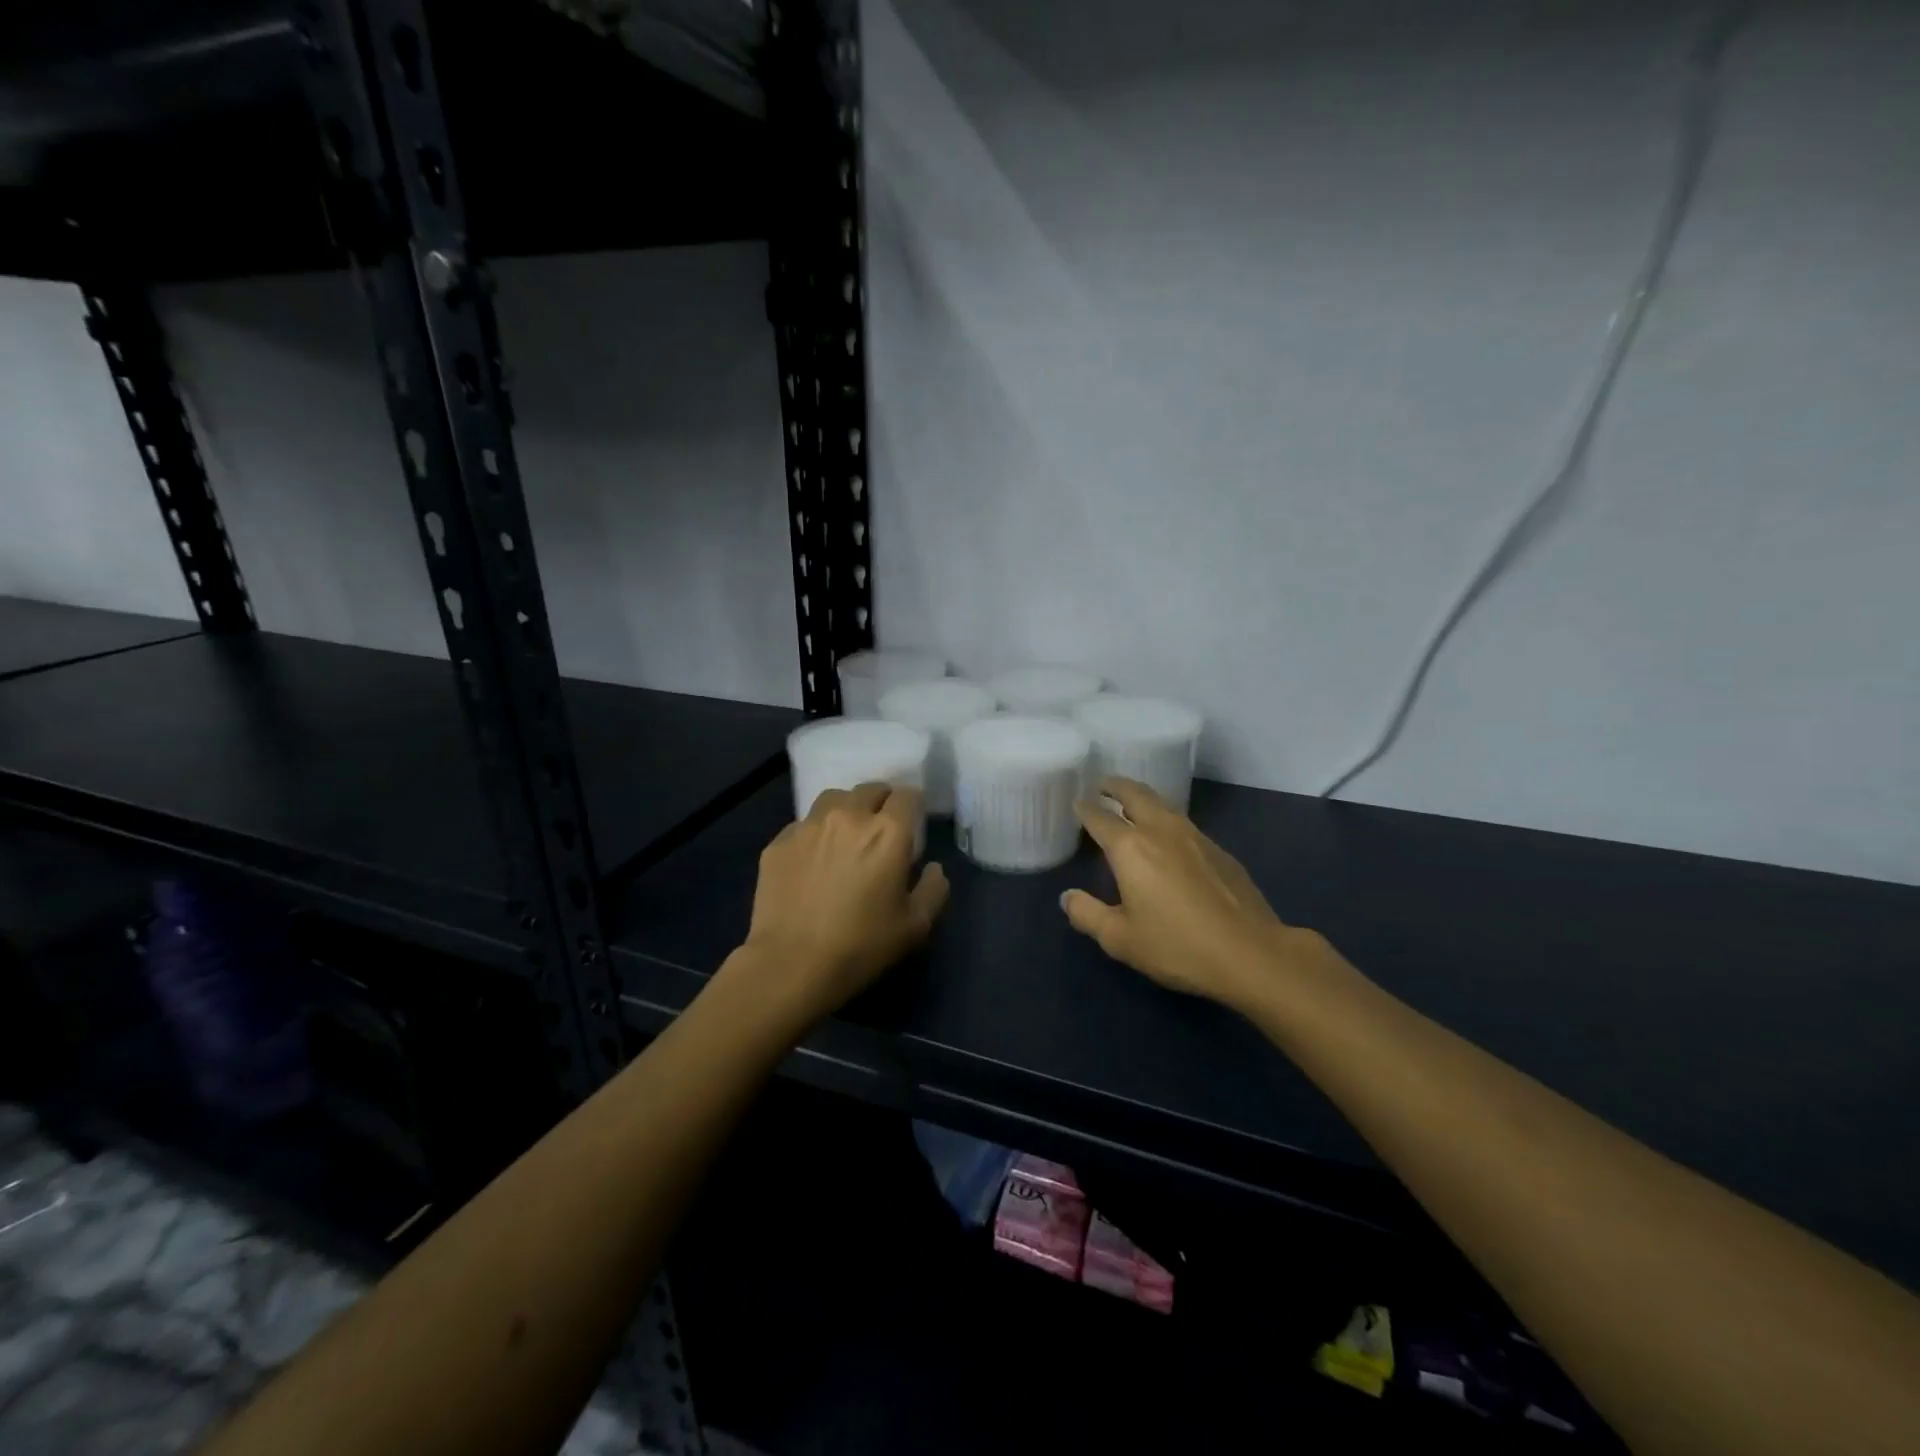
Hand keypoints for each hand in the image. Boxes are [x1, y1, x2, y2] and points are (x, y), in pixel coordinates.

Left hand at [737, 782, 948, 1025]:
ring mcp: (809, 826)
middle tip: (882, 827)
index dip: (913, 805)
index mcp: (888, 832)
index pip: (907, 795)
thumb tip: (933, 868)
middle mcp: (849, 816)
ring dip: (847, 809)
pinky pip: (803, 825)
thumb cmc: (861, 945)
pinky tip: (813, 860)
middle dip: (881, 802)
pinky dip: (815, 834)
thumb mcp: (915, 926)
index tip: (913, 822)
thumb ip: (934, 890)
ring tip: (846, 833)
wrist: (791, 964)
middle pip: (870, 790)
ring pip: (833, 799)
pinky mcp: (779, 842)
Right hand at [1061, 777, 1331, 1012]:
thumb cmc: (1177, 946)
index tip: (1077, 803)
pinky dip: (1166, 818)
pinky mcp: (1219, 850)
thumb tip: (1067, 897)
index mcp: (1130, 847)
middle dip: (1115, 786)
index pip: (1099, 817)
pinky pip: (1183, 822)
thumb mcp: (1120, 939)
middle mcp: (1160, 830)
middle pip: (1134, 794)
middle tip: (1102, 785)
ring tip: (1132, 804)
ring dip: (1142, 797)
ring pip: (1162, 804)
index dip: (1085, 809)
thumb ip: (1087, 914)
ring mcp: (1194, 836)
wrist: (1250, 953)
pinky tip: (1168, 837)